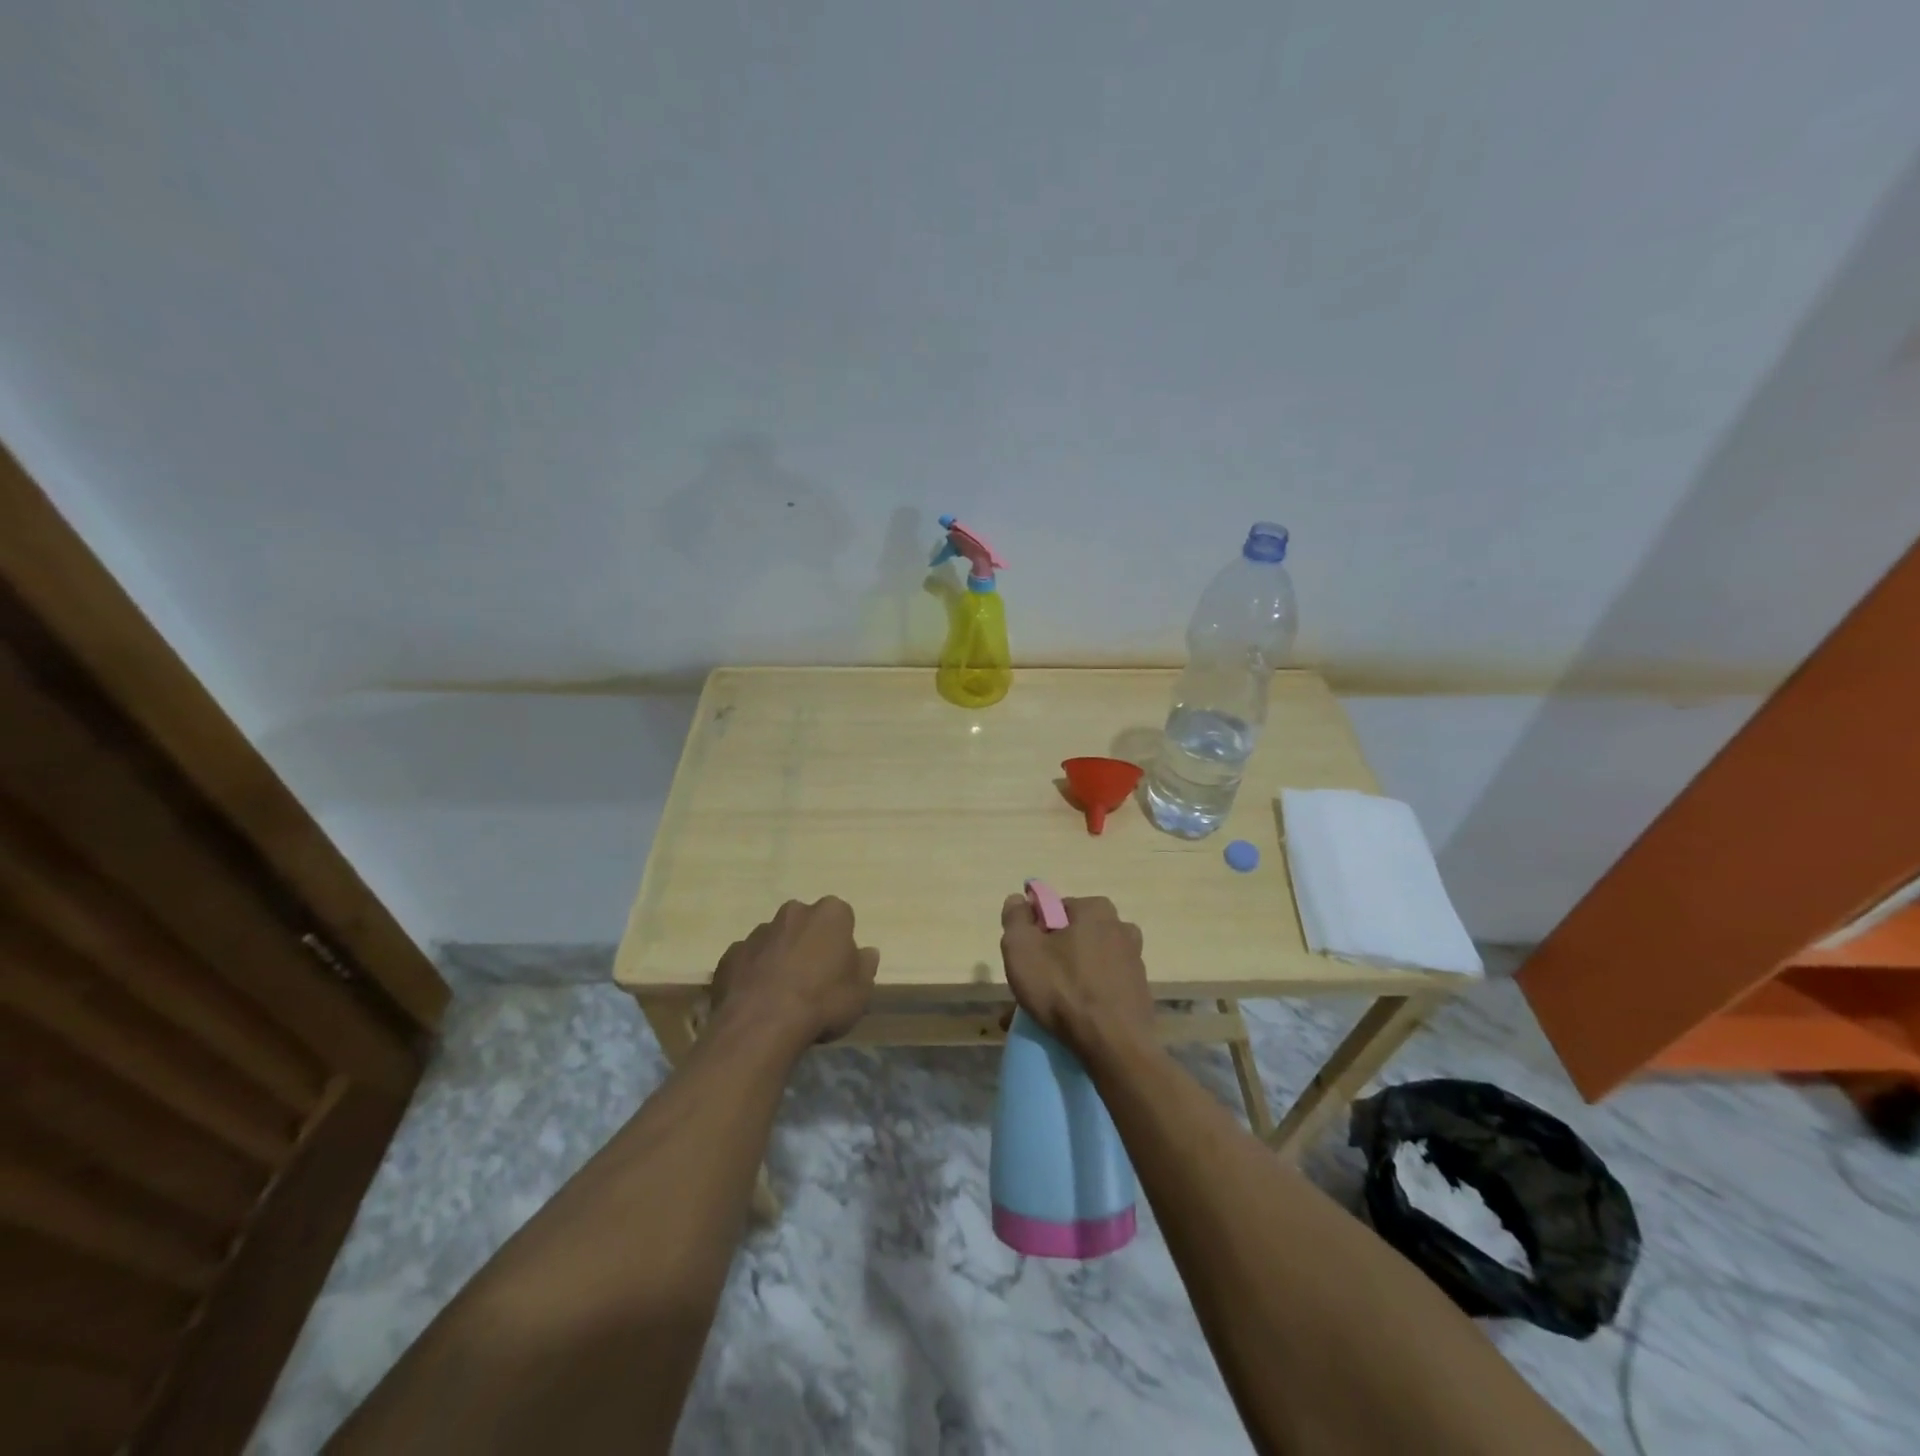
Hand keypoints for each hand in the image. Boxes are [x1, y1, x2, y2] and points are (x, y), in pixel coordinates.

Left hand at [709, 898, 878, 1050]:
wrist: (763, 1025)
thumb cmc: (823, 1002)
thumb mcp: (861, 991)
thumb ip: (865, 966)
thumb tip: (866, 952)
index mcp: (829, 914)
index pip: (841, 917)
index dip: (841, 942)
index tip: (840, 966)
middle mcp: (793, 913)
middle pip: (805, 923)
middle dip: (808, 942)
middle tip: (812, 978)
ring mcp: (757, 932)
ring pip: (774, 940)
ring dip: (779, 957)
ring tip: (782, 994)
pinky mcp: (730, 955)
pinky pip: (748, 960)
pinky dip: (753, 973)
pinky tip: (757, 1000)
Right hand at [1000, 893, 1154, 1058]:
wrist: (1114, 1047)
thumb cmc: (1063, 989)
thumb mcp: (1021, 948)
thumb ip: (1015, 918)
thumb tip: (1018, 899)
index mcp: (1095, 909)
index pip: (1055, 909)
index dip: (1035, 931)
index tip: (1025, 958)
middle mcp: (1120, 928)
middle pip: (1072, 938)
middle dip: (1051, 959)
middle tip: (1031, 986)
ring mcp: (1133, 962)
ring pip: (1086, 966)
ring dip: (1065, 982)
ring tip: (1043, 1012)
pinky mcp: (1139, 993)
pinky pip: (1101, 989)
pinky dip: (1084, 1000)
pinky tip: (1066, 1023)